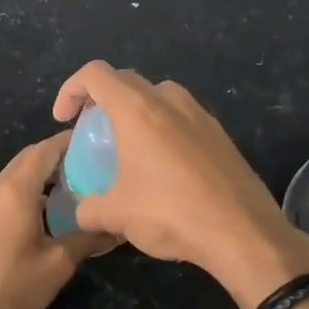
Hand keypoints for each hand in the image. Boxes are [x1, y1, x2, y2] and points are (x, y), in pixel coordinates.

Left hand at [0, 134, 111, 308]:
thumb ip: (87, 239)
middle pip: (24, 162)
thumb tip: (115, 227)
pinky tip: (30, 223)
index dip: (66, 142)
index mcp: (14, 191)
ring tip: (61, 196)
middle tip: (82, 167)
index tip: (88, 140)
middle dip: (51, 160)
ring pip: (8, 183)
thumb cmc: (11, 287)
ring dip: (33, 182)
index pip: (43, 151)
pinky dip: (16, 200)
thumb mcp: (58, 264)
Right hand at [53, 61, 308, 308]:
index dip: (71, 89)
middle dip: (101, 100)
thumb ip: (88, 208)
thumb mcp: (115, 215)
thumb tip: (81, 211)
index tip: (64, 120)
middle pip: (126, 81)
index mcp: (137, 109)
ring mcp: (200, 116)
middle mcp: (169, 102)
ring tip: (128, 147)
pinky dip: (163, 130)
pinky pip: (182, 118)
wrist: (243, 233)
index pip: (95, 74)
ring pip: (158, 97)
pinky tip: (162, 168)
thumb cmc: (170, 213)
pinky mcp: (221, 136)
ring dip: (136, 112)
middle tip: (93, 132)